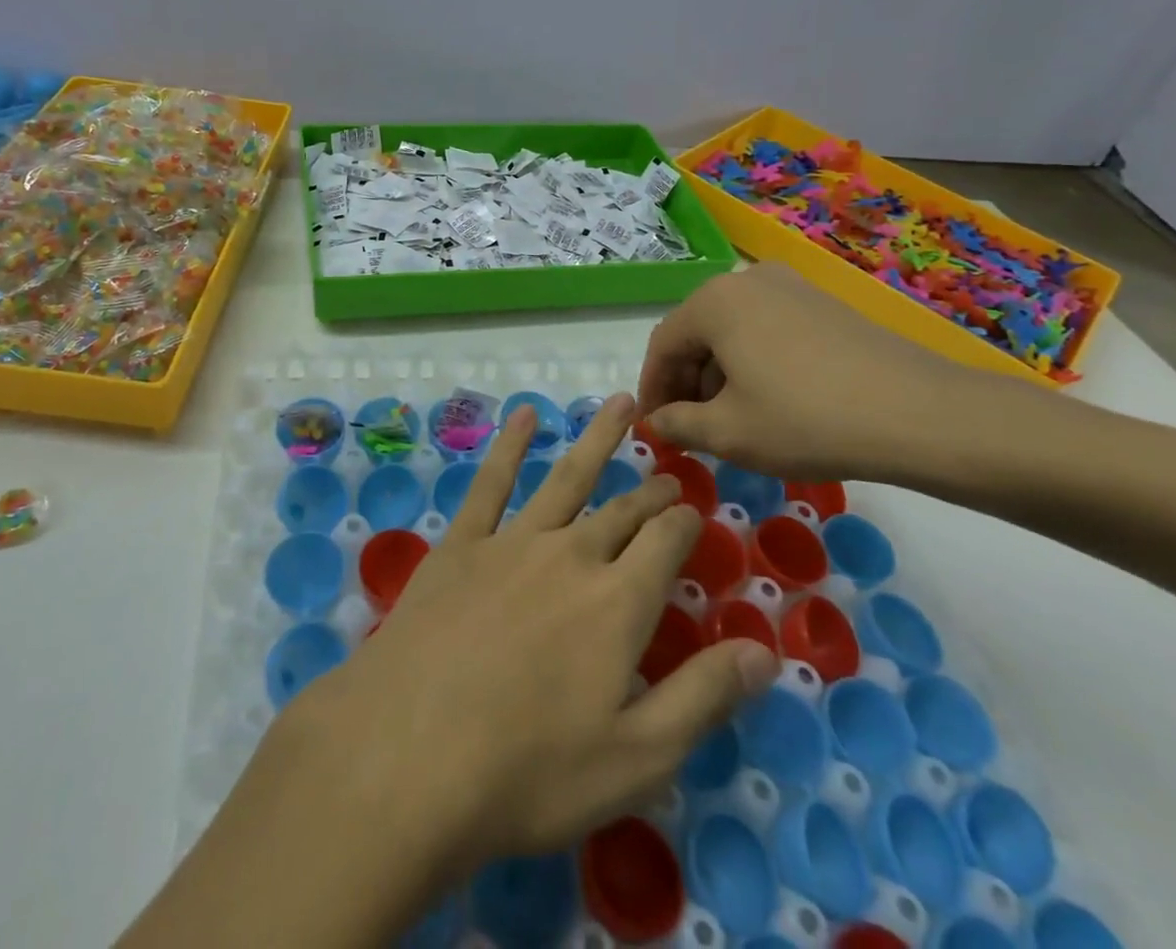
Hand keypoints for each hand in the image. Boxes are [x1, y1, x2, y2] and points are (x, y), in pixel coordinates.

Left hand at [273, 394, 777, 885]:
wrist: (409, 753)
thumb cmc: (530, 771)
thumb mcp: (637, 757)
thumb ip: (704, 697)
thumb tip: (765, 651)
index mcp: (618, 603)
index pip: (665, 543)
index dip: (685, 523)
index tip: (695, 510)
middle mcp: (570, 555)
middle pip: (621, 511)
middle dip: (650, 491)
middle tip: (668, 474)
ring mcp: (511, 541)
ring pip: (566, 477)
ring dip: (597, 439)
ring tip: (620, 404)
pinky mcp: (460, 543)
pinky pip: (491, 481)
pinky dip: (511, 444)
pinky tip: (525, 415)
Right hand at [637, 264, 1030, 482]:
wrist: (918, 414)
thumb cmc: (805, 419)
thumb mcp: (728, 432)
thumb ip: (678, 424)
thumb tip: (657, 422)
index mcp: (714, 301)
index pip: (663, 344)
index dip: (652, 389)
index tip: (652, 427)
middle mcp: (747, 280)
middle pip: (698, 334)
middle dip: (686, 382)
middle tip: (689, 428)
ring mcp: (791, 287)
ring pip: (733, 332)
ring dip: (720, 375)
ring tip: (729, 421)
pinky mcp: (823, 305)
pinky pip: (768, 331)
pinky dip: (754, 364)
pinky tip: (769, 402)